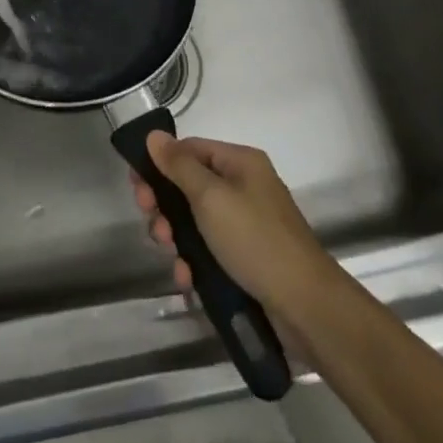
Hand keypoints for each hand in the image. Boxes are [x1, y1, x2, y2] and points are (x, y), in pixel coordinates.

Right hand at [131, 132, 338, 321]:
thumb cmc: (255, 240)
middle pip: (189, 186)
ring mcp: (245, 224)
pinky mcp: (245, 258)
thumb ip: (179, 166)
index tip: (136, 187)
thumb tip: (154, 135)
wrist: (305, 306)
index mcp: (240, 163)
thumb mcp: (211, 197)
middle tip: (155, 227)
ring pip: (195, 221)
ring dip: (176, 238)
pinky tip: (187, 280)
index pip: (190, 149)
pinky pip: (209, 250)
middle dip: (165, 206)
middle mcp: (243, 187)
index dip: (160, 164)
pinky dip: (194, 262)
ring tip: (172, 257)